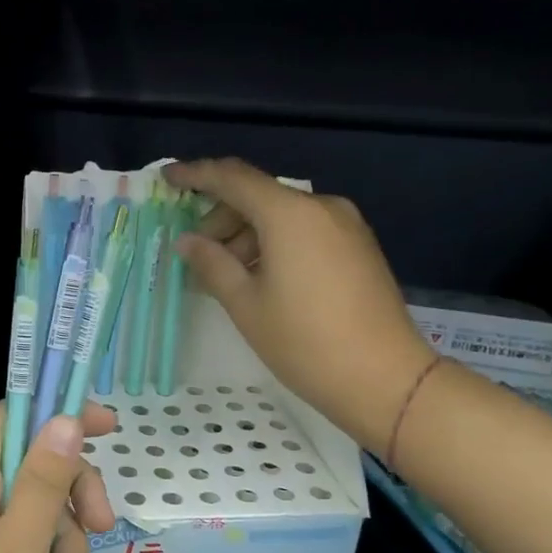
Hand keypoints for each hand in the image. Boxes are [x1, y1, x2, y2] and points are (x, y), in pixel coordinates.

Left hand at [0, 403, 117, 552]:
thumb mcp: (20, 552)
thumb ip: (43, 480)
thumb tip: (64, 418)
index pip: (8, 418)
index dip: (58, 415)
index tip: (110, 427)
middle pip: (26, 467)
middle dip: (67, 500)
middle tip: (102, 530)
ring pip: (27, 512)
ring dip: (57, 546)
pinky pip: (12, 549)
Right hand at [164, 157, 433, 451]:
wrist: (384, 378)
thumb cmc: (304, 342)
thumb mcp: (246, 304)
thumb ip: (212, 264)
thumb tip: (187, 241)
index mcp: (290, 214)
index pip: (233, 178)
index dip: (196, 174)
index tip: (167, 177)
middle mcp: (321, 207)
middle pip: (259, 196)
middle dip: (221, 219)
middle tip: (195, 255)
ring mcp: (345, 225)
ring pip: (282, 216)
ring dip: (247, 235)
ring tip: (225, 276)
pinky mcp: (358, 246)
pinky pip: (305, 231)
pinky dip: (275, 244)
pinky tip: (260, 278)